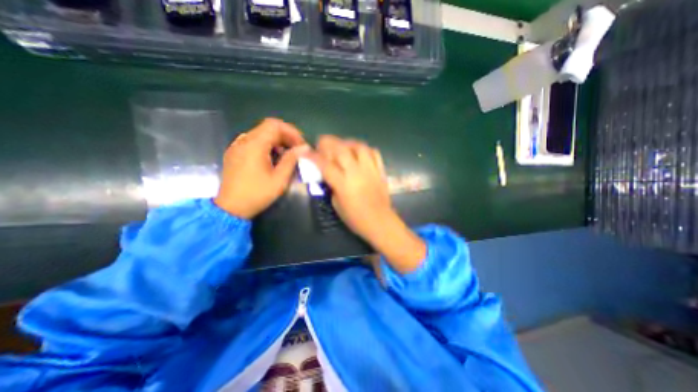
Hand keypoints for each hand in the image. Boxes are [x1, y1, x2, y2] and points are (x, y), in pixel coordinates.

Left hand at [216, 118, 307, 218]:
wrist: (231, 207)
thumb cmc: (257, 194)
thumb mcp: (279, 179)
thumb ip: (291, 160)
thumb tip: (304, 148)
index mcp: (254, 145)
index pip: (274, 125)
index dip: (291, 131)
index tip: (300, 144)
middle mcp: (243, 141)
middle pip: (267, 128)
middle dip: (285, 136)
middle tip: (296, 150)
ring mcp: (236, 146)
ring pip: (260, 134)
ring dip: (276, 141)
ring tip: (285, 155)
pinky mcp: (234, 153)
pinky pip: (252, 141)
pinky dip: (266, 145)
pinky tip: (271, 159)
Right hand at [310, 136, 425, 273]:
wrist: (380, 222)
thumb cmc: (356, 218)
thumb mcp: (336, 204)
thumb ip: (332, 186)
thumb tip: (329, 174)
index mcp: (343, 184)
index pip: (324, 165)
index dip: (313, 156)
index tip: (305, 152)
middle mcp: (356, 172)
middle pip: (341, 149)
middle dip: (328, 142)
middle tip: (322, 143)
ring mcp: (370, 169)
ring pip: (359, 146)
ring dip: (347, 142)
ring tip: (342, 145)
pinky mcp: (380, 171)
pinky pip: (374, 152)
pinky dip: (365, 149)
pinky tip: (359, 153)